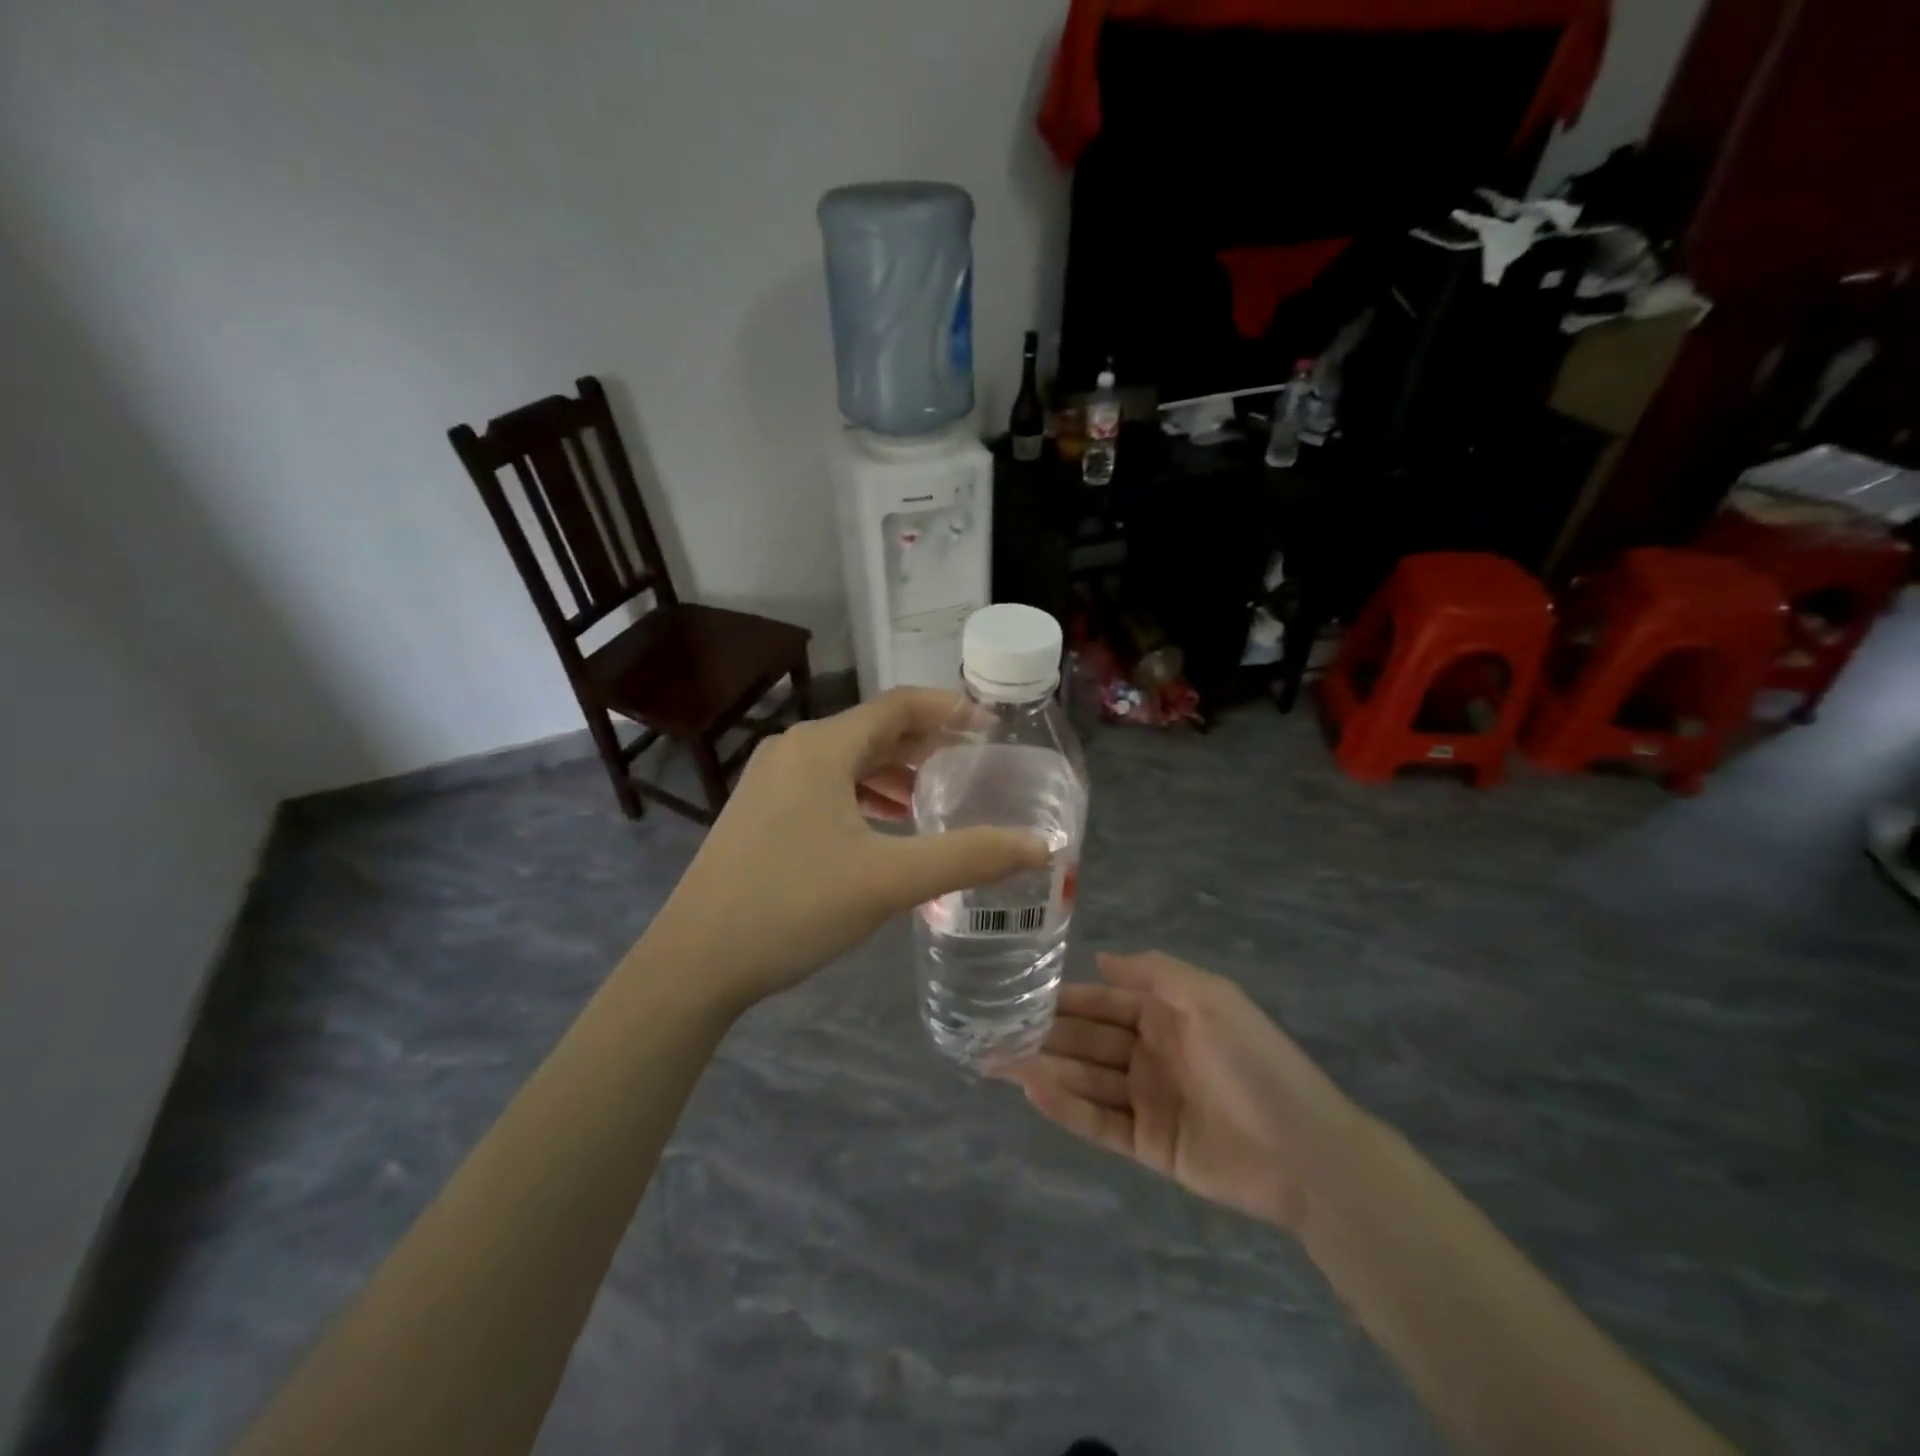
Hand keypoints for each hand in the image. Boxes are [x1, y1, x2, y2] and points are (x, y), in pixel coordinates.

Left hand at [637, 689, 1048, 1012]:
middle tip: (975, 765)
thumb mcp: (890, 880)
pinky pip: (825, 786)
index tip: (993, 727)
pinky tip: (884, 828)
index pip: (899, 706)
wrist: (694, 961)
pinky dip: (863, 796)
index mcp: (821, 746)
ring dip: (895, 773)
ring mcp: (770, 780)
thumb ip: (969, 857)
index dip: (950, 710)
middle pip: (874, 730)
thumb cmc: (794, 906)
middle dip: (926, 744)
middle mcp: (793, 749)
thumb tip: (1040, 845)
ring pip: (848, 761)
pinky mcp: (760, 812)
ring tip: (936, 799)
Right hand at [1007, 951, 1366, 1233]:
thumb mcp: (1210, 998)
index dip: (1064, 998)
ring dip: (1044, 1069)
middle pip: (1086, 1041)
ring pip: (1085, 1079)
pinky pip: (1098, 1122)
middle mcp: (1150, 1053)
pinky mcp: (1147, 1145)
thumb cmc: (1255, 1062)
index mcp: (1165, 1016)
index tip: (1019, 994)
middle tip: (991, 1032)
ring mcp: (1147, 1100)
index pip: (1103, 1003)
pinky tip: (1033, 1092)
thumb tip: (1100, 958)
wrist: (1305, 1152)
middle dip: (1043, 1035)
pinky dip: (1066, 1108)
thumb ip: (1155, 973)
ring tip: (996, 1062)